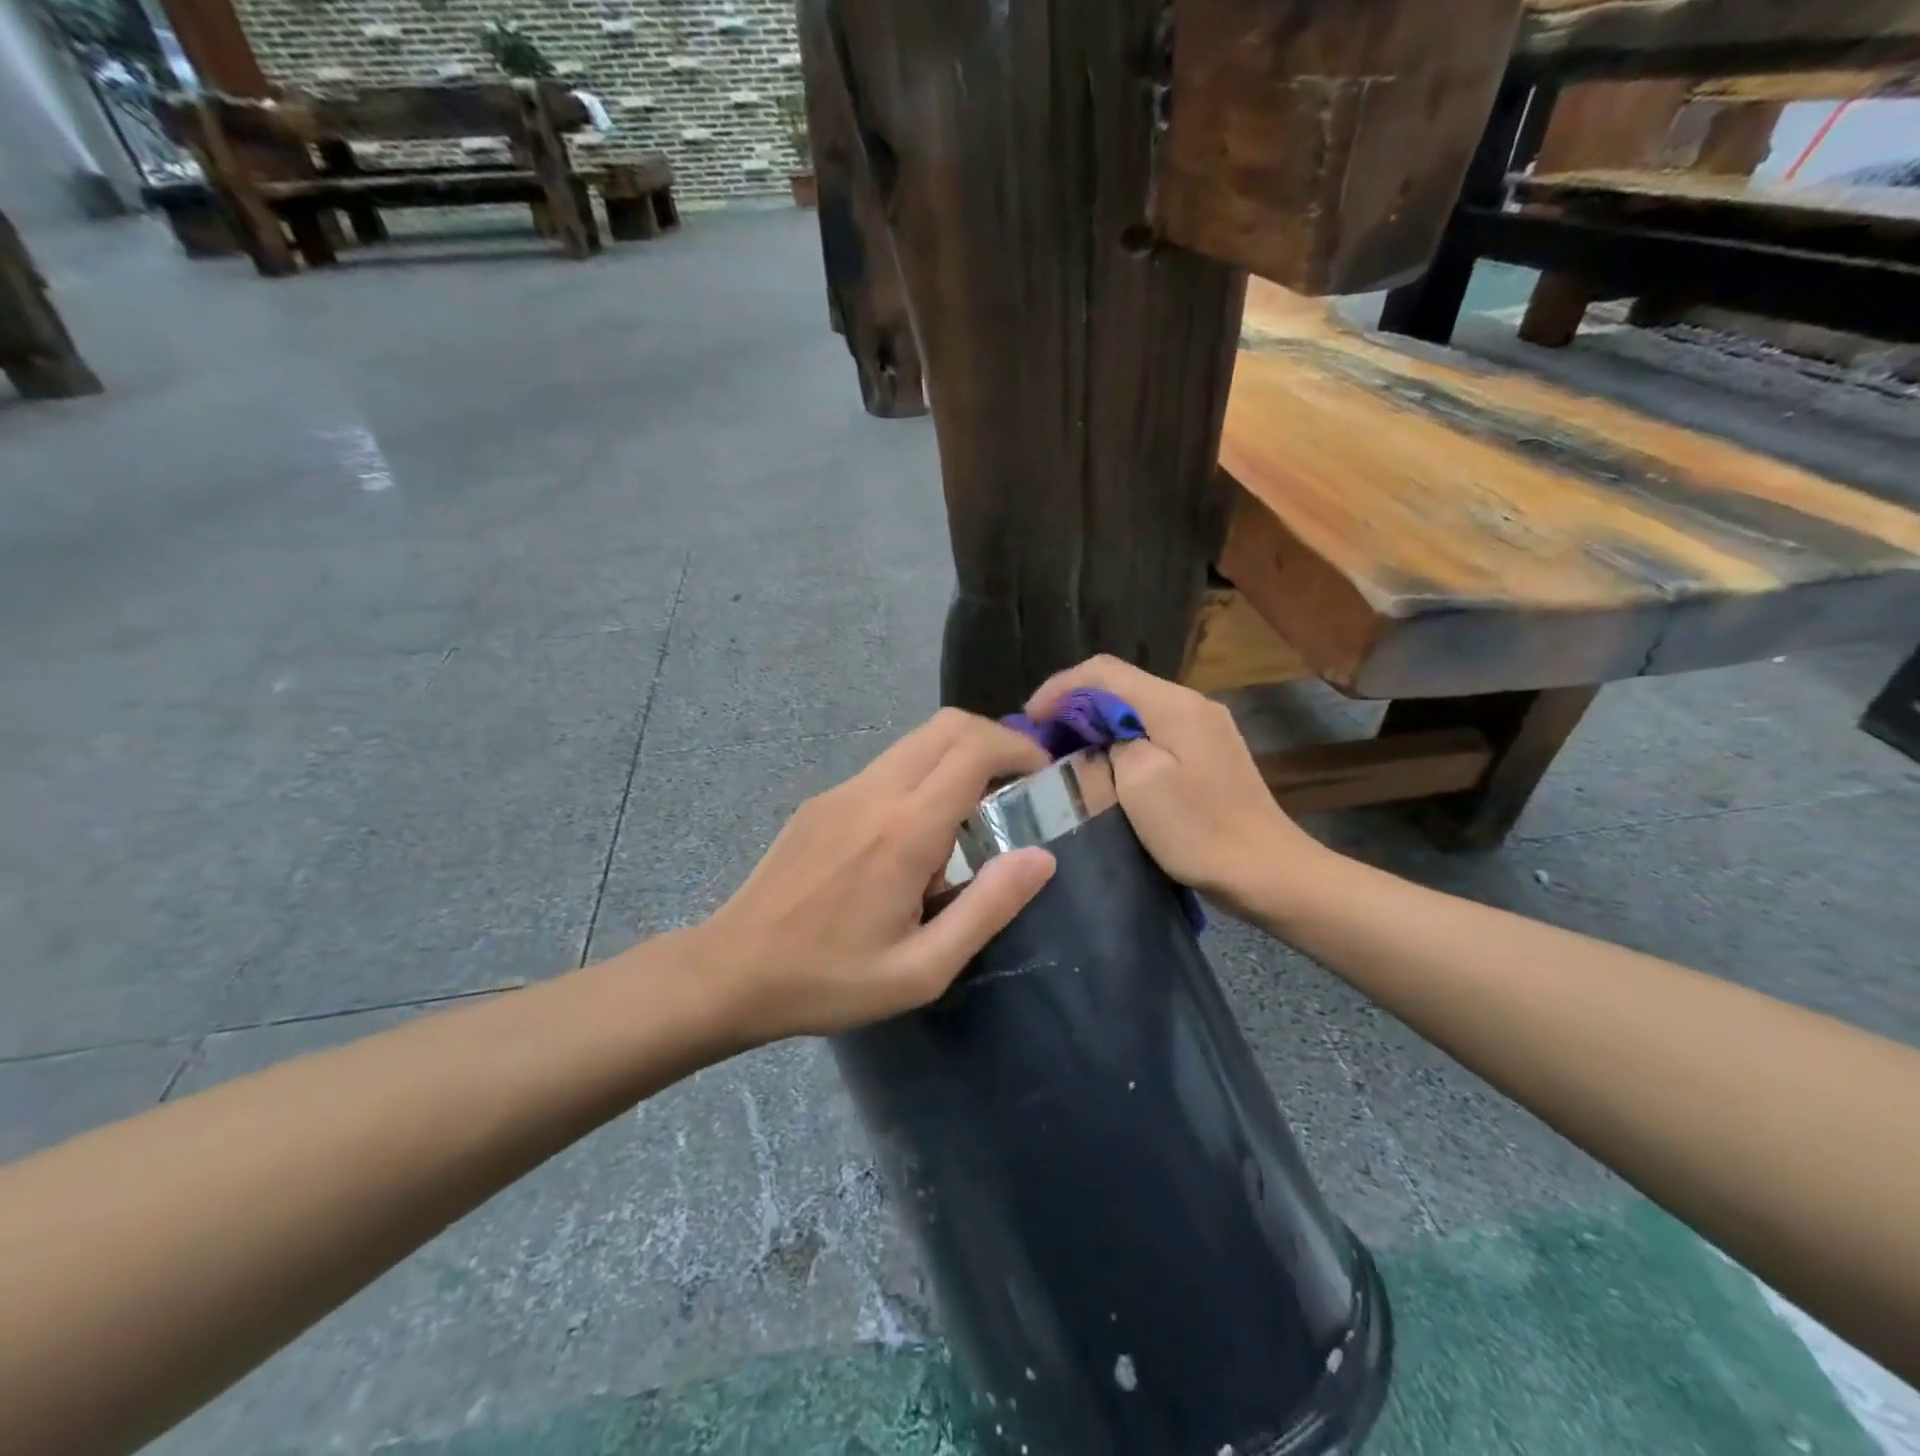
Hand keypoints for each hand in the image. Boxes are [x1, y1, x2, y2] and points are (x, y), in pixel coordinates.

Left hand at [699, 709, 1056, 1041]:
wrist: (730, 971)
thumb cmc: (829, 981)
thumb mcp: (921, 969)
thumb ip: (987, 908)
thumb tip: (1040, 858)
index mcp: (904, 830)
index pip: (974, 749)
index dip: (1018, 749)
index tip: (1042, 775)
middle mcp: (873, 792)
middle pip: (946, 726)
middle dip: (994, 741)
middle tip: (1018, 785)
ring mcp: (841, 790)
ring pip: (916, 741)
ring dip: (957, 758)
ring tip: (973, 817)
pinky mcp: (822, 801)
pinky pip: (887, 768)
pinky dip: (923, 777)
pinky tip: (917, 838)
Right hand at [1025, 656, 1328, 918]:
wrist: (1266, 871)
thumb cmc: (1199, 830)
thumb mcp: (1140, 784)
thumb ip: (1112, 744)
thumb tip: (1101, 735)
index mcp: (1174, 704)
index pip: (1104, 671)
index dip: (1060, 687)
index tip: (1030, 719)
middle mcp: (1191, 703)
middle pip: (1120, 684)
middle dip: (1074, 703)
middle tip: (1041, 737)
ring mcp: (1204, 726)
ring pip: (1135, 707)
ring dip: (1096, 721)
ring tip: (1064, 749)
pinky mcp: (1208, 751)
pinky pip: (1153, 728)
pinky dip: (1120, 738)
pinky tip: (1104, 763)